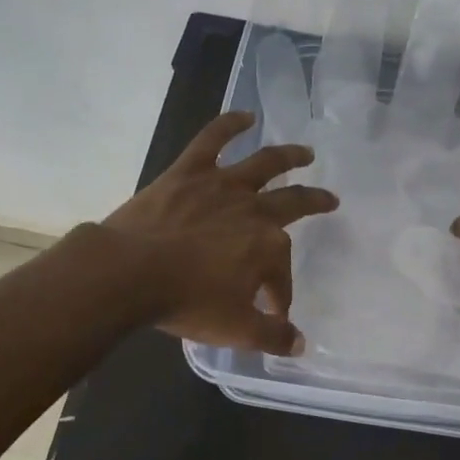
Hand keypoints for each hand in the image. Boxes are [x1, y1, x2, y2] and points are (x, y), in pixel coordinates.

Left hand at [102, 110, 338, 353]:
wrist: (129, 272)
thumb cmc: (186, 302)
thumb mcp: (235, 329)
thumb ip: (271, 337)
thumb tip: (299, 343)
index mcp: (268, 247)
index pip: (281, 275)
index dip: (280, 295)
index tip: (273, 313)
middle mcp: (253, 210)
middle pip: (293, 203)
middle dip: (314, 203)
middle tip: (330, 201)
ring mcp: (221, 185)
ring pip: (264, 163)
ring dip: (289, 156)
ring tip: (305, 152)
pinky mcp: (188, 171)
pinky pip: (212, 140)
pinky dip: (229, 124)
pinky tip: (245, 115)